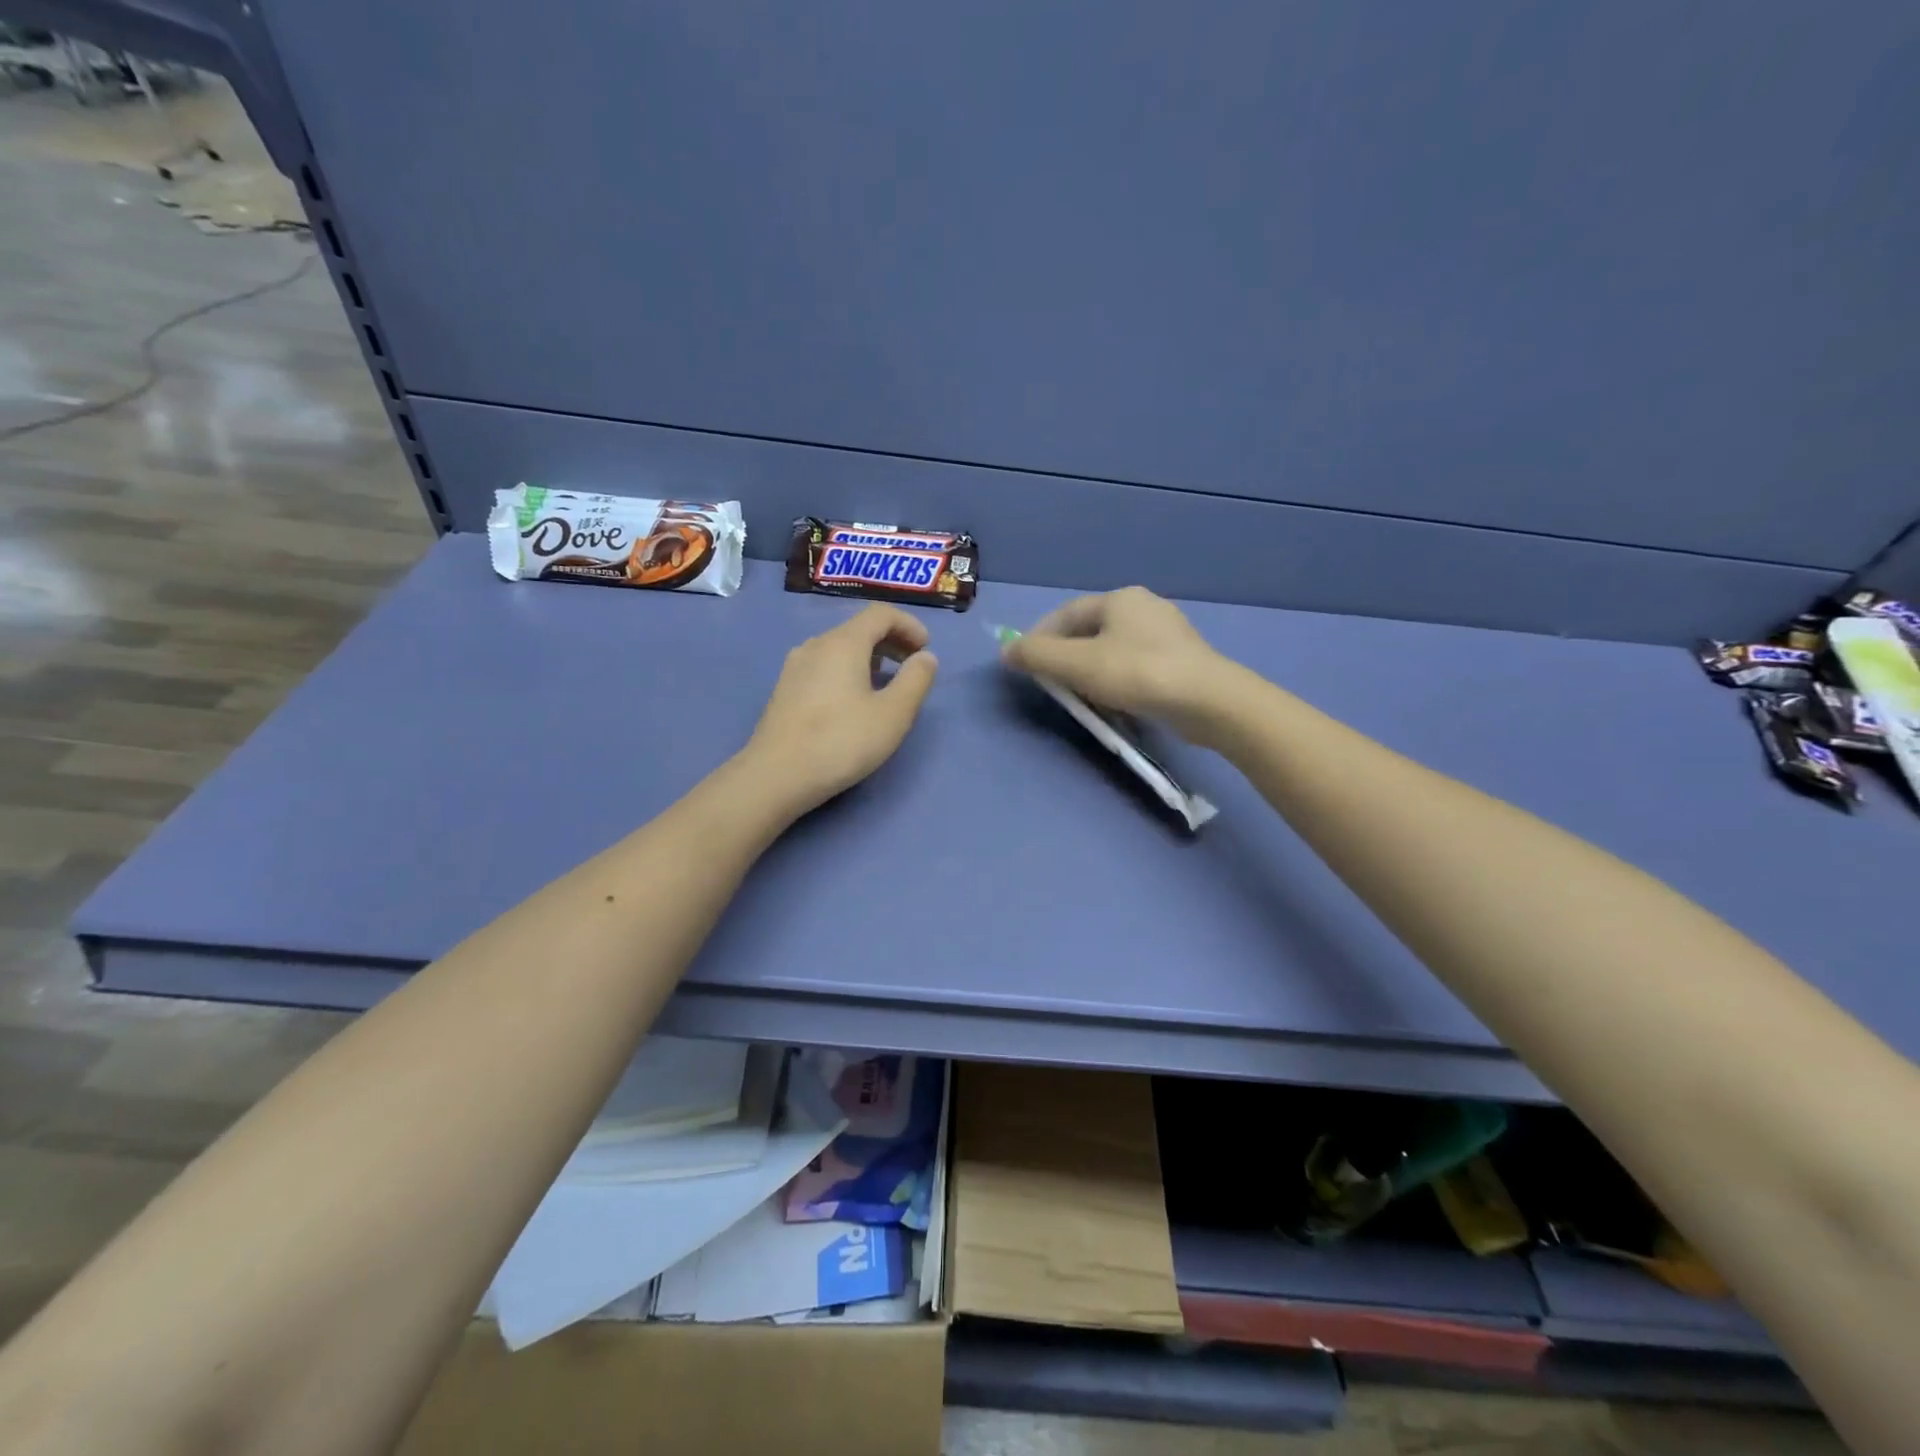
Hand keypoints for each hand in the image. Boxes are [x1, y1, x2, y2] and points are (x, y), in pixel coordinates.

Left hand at [744, 604, 938, 814]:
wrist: (776, 776)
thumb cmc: (841, 742)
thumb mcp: (893, 714)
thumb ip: (916, 680)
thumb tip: (926, 657)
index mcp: (843, 643)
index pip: (880, 613)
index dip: (909, 625)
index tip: (926, 649)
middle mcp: (816, 645)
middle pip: (859, 628)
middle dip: (891, 641)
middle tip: (912, 666)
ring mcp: (795, 667)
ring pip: (839, 648)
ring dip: (869, 657)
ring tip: (886, 684)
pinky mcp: (785, 689)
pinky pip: (824, 666)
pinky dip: (847, 670)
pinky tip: (853, 701)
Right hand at [999, 586, 1237, 741]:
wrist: (1208, 701)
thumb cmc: (1137, 674)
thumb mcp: (1078, 664)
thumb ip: (1038, 656)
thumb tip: (1006, 651)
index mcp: (1119, 599)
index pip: (1066, 614)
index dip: (1039, 638)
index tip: (1024, 665)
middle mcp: (1144, 607)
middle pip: (1090, 631)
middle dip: (1065, 656)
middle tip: (1051, 683)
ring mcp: (1168, 634)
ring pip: (1113, 649)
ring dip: (1090, 671)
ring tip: (1080, 697)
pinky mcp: (1182, 661)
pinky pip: (1136, 665)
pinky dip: (1117, 680)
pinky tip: (1116, 702)